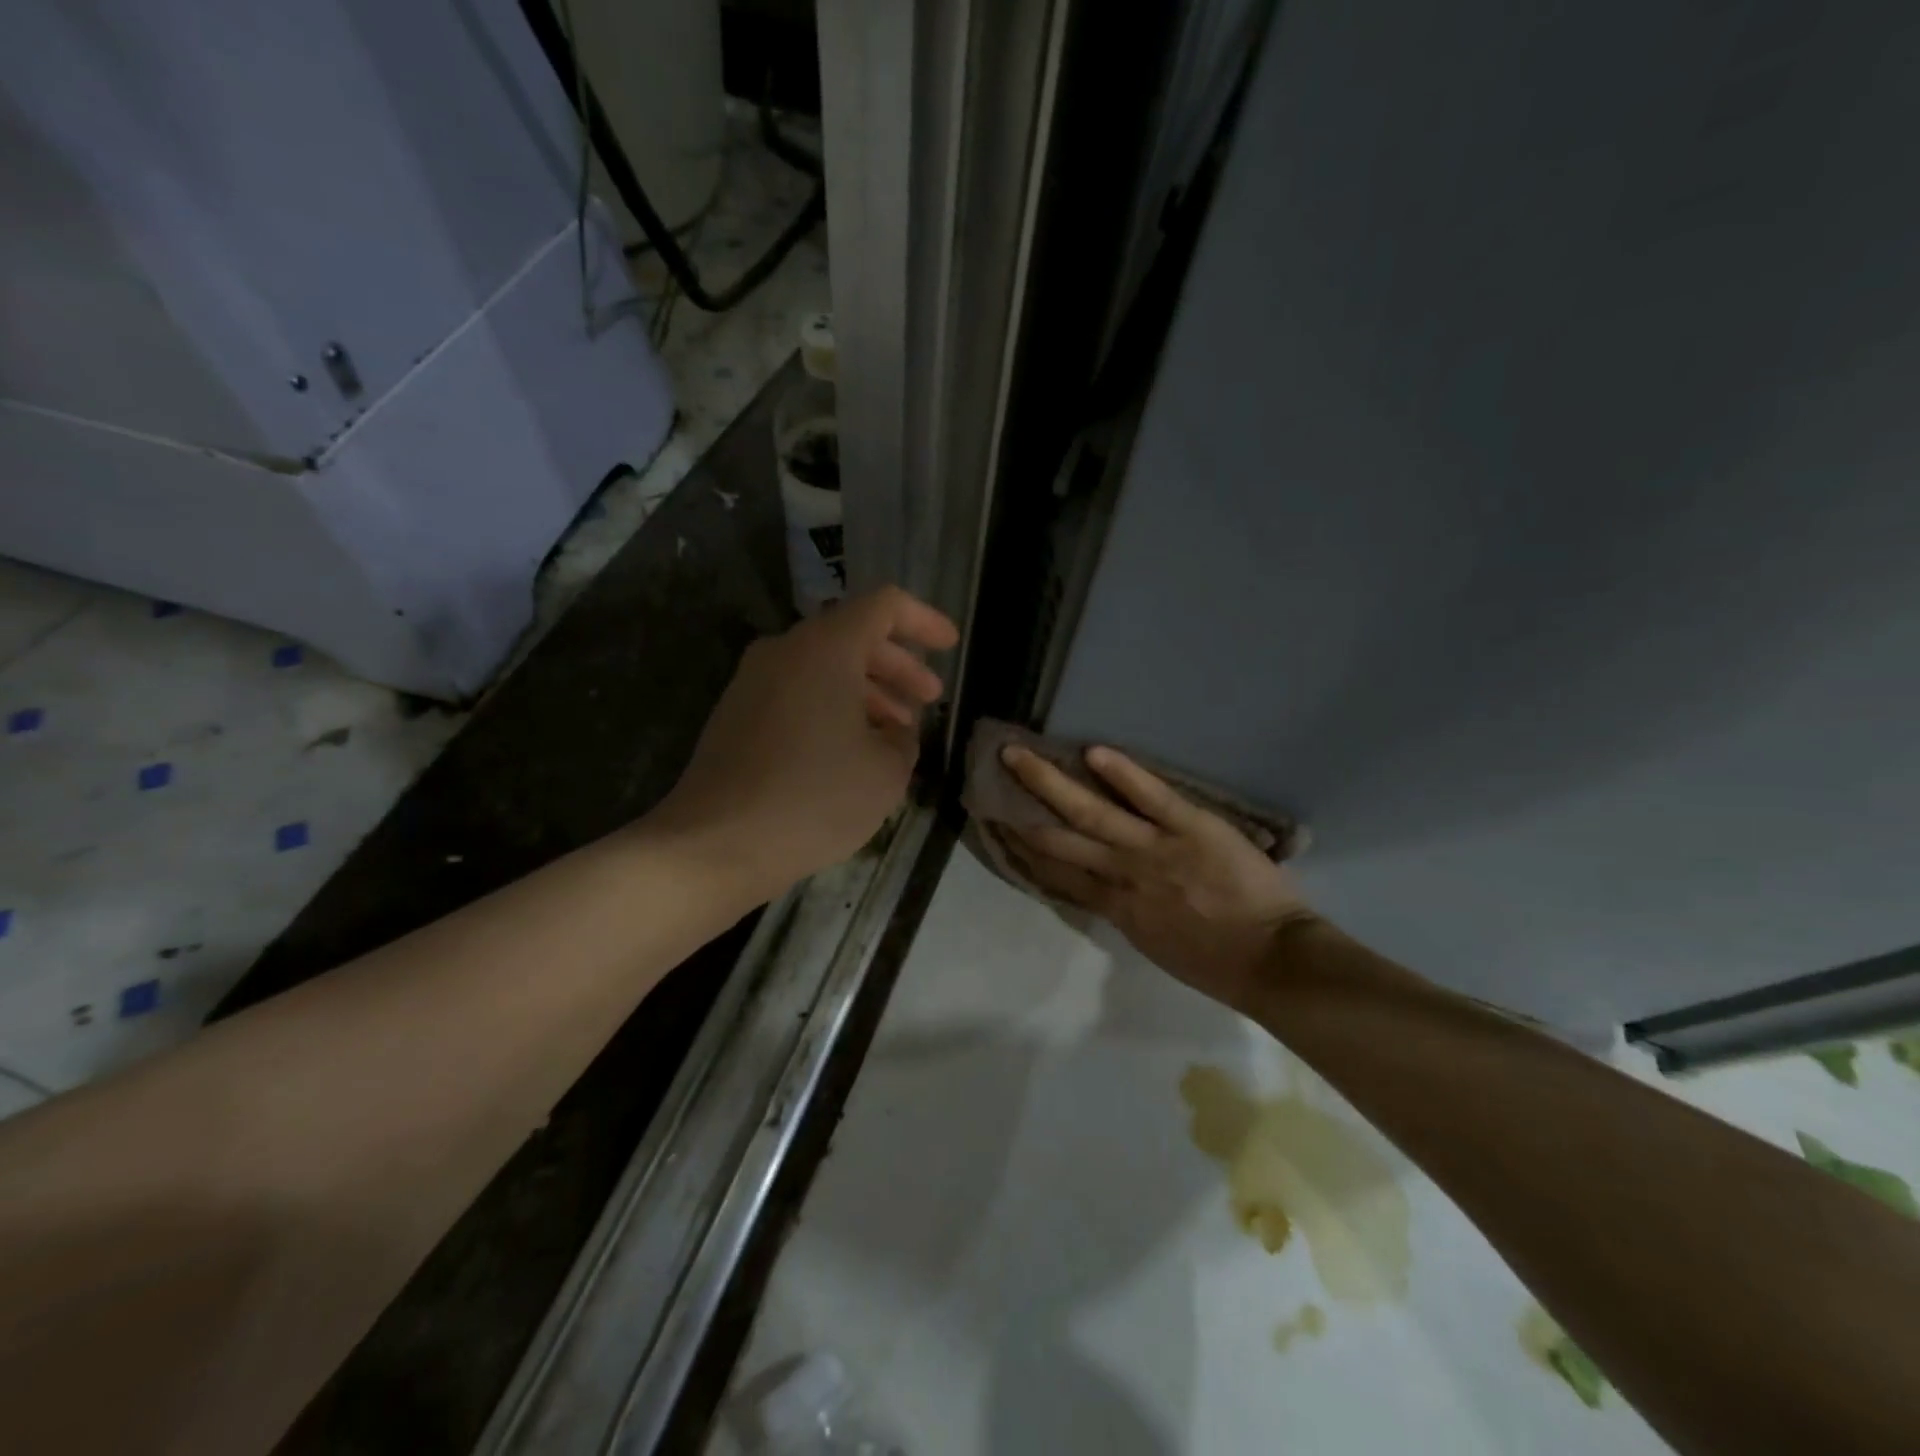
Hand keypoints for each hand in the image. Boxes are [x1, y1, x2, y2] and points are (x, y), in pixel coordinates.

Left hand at [656, 587, 958, 896]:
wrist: (716, 844)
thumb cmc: (815, 798)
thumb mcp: (886, 771)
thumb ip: (903, 738)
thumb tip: (893, 732)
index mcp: (825, 648)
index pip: (884, 606)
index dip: (924, 621)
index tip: (951, 646)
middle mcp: (784, 651)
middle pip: (853, 636)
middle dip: (898, 665)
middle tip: (930, 698)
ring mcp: (753, 682)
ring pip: (824, 667)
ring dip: (867, 691)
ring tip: (897, 732)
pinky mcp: (737, 714)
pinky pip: (798, 692)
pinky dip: (833, 707)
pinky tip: (853, 748)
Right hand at [998, 746, 1314, 1013]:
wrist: (1273, 961)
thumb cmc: (1217, 962)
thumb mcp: (1155, 944)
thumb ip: (1125, 910)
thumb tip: (1101, 887)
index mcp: (1114, 907)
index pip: (1056, 873)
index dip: (1023, 850)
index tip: (998, 826)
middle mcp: (1121, 874)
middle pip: (1058, 839)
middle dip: (1020, 812)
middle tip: (988, 786)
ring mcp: (1154, 849)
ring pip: (1091, 811)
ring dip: (1049, 782)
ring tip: (1017, 756)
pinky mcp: (1191, 827)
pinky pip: (1151, 797)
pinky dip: (1122, 773)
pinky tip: (1093, 751)